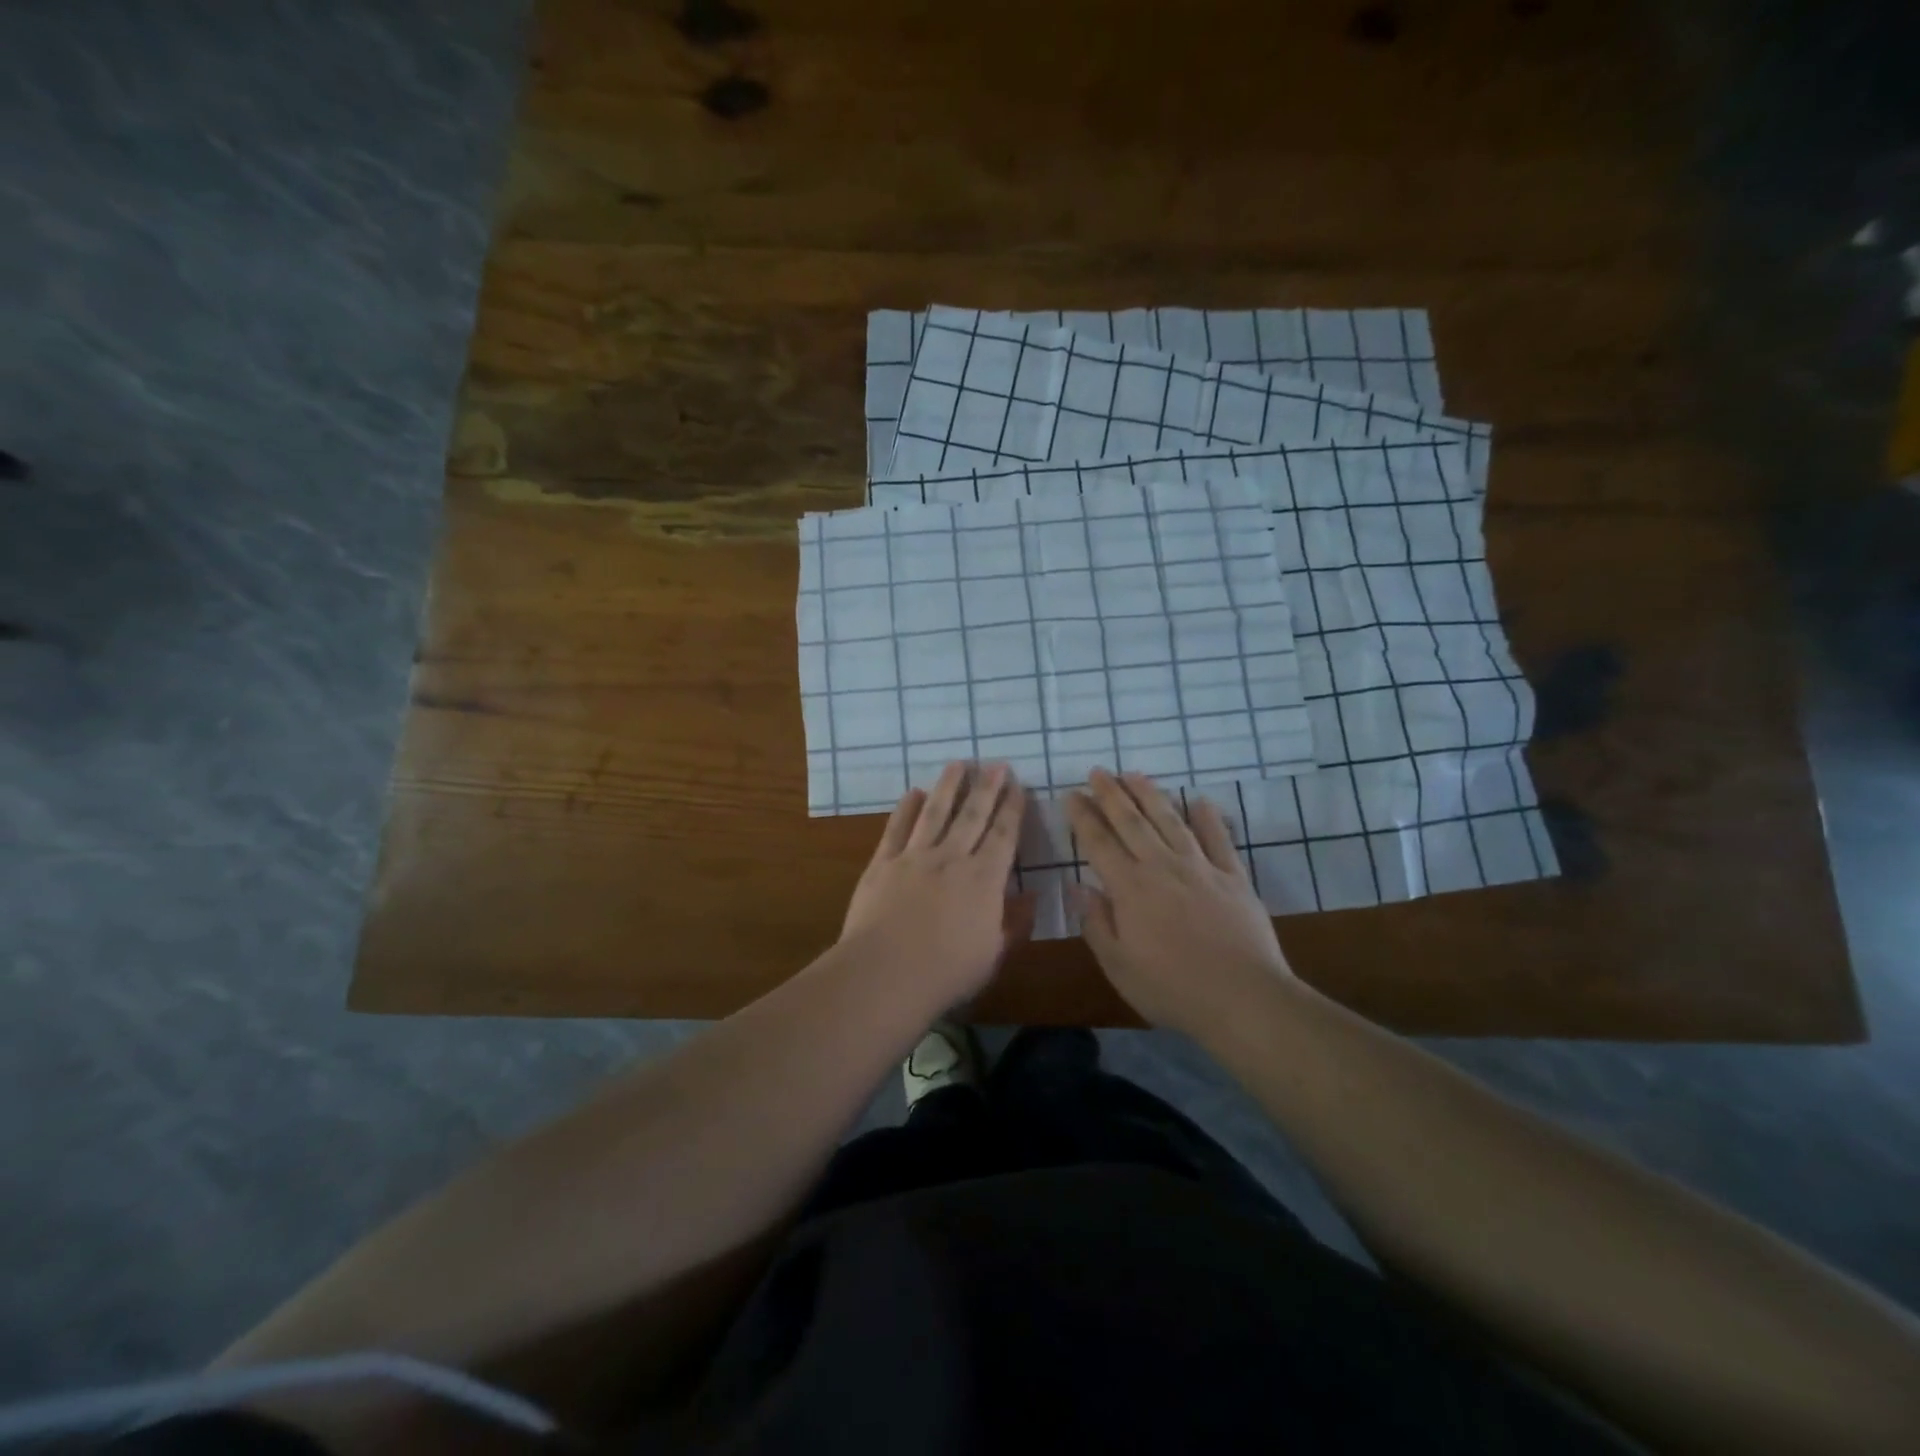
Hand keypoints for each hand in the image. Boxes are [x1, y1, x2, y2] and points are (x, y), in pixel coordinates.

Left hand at [840, 761, 1031, 1008]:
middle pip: (972, 814)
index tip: (1018, 785)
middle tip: (996, 763)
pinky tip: (914, 793)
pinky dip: (906, 808)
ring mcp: (914, 857)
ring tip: (958, 763)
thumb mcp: (994, 955)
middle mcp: (952, 858)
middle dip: (987, 787)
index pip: (1004, 835)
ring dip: (949, 786)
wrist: (885, 974)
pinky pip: (897, 828)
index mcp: (984, 879)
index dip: (1013, 808)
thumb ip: (1015, 923)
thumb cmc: (946, 972)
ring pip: (935, 812)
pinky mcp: (883, 863)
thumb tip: (1032, 896)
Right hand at [1065, 769, 1292, 1033]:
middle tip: (1098, 771)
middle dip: (1111, 794)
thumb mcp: (1119, 966)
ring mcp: (1201, 867)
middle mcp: (1162, 866)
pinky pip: (1218, 839)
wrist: (1243, 998)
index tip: (1072, 794)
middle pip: (1132, 821)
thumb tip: (1078, 887)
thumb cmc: (1172, 989)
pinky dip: (1208, 818)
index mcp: (1130, 888)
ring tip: (1134, 774)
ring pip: (1170, 820)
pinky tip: (1199, 800)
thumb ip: (1096, 924)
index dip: (1083, 817)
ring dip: (1150, 795)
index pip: (1099, 843)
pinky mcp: (1233, 877)